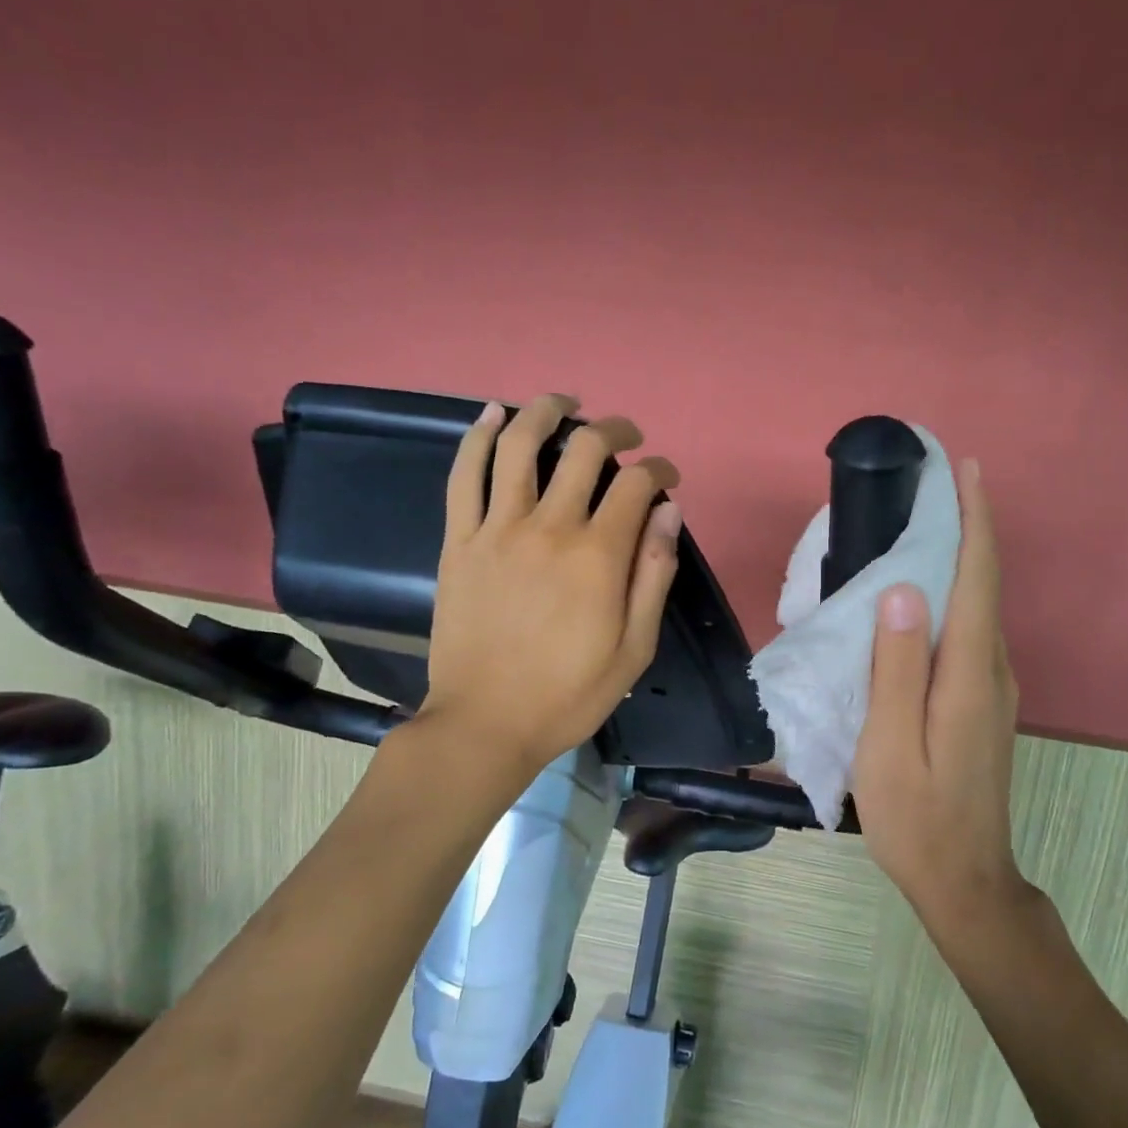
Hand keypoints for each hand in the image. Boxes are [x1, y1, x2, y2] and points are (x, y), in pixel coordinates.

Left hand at [417, 394, 681, 773]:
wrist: (485, 724)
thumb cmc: (569, 694)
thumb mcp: (635, 647)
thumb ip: (654, 574)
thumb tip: (668, 511)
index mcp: (598, 556)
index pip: (637, 484)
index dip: (659, 469)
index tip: (667, 477)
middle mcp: (549, 527)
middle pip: (585, 450)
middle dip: (615, 431)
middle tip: (626, 437)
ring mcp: (497, 529)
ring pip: (521, 445)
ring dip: (547, 411)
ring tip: (566, 403)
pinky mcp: (459, 540)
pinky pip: (465, 474)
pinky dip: (479, 436)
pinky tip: (493, 414)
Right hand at [852, 459, 1026, 919]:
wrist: (963, 879)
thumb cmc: (916, 815)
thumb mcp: (888, 744)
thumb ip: (896, 667)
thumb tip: (904, 590)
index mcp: (969, 674)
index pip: (977, 578)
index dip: (974, 520)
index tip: (964, 469)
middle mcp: (992, 671)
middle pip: (984, 584)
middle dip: (966, 527)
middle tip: (931, 486)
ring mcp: (993, 689)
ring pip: (978, 607)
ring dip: (960, 559)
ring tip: (924, 526)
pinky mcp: (983, 704)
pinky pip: (970, 632)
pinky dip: (953, 597)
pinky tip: (923, 598)